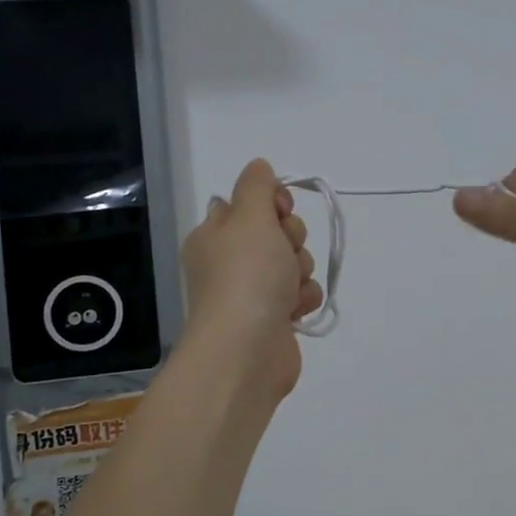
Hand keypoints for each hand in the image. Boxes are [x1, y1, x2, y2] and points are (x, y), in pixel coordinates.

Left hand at [181, 159, 322, 398]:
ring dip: (300, 271)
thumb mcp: (250, 217)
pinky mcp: (272, 319)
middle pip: (275, 232)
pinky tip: (294, 310)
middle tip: (283, 252)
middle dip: (291, 239)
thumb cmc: (247, 275)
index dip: (271, 202)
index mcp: (214, 235)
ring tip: (289, 288)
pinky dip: (302, 299)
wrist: (247, 349)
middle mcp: (228, 261)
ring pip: (293, 263)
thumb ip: (257, 186)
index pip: (247, 203)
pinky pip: (299, 294)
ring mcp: (251, 292)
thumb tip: (258, 166)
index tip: (280, 210)